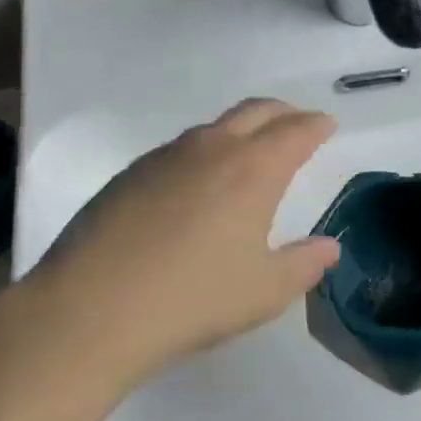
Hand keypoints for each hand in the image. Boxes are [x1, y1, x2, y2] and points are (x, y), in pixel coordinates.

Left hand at [26, 98, 340, 381]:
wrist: (91, 309)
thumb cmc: (193, 300)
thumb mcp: (264, 292)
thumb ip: (304, 265)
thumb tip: (329, 247)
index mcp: (253, 169)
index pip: (295, 131)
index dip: (316, 125)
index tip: (327, 125)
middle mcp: (212, 148)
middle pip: (256, 111)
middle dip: (283, 112)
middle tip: (297, 124)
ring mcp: (166, 156)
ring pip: (215, 126)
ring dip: (241, 128)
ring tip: (249, 152)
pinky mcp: (131, 172)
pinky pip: (181, 147)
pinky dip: (204, 150)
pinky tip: (196, 183)